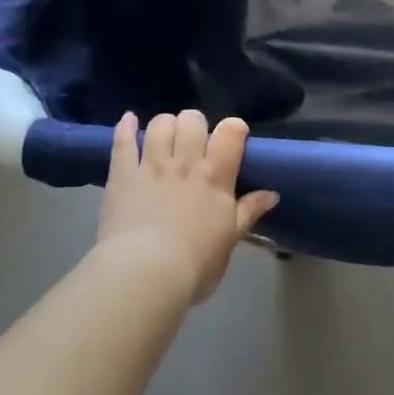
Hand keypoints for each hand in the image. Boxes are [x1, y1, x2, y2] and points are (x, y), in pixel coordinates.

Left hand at [96, 110, 279, 304]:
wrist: (145, 275)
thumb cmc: (195, 263)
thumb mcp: (230, 239)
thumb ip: (248, 211)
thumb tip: (272, 194)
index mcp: (215, 176)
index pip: (230, 132)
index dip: (234, 127)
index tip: (233, 137)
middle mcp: (185, 163)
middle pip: (192, 120)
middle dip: (195, 124)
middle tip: (194, 141)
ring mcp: (151, 166)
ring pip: (160, 125)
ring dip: (166, 124)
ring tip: (166, 136)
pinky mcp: (122, 176)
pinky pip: (123, 142)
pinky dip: (126, 127)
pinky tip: (129, 119)